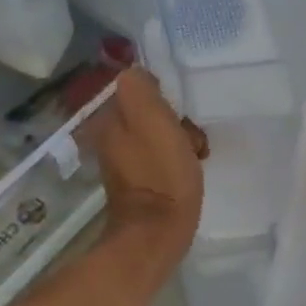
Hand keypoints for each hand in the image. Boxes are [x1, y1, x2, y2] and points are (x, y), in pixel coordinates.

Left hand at [91, 67, 204, 279]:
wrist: (157, 232)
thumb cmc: (161, 173)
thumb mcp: (152, 119)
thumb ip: (140, 88)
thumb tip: (137, 73)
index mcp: (110, 117)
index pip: (140, 86)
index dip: (165, 95)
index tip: (181, 112)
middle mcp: (110, 135)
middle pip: (151, 111)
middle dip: (176, 119)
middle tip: (191, 137)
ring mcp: (123, 160)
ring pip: (159, 133)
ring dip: (181, 140)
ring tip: (195, 156)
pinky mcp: (138, 180)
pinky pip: (161, 156)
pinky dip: (177, 160)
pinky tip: (189, 171)